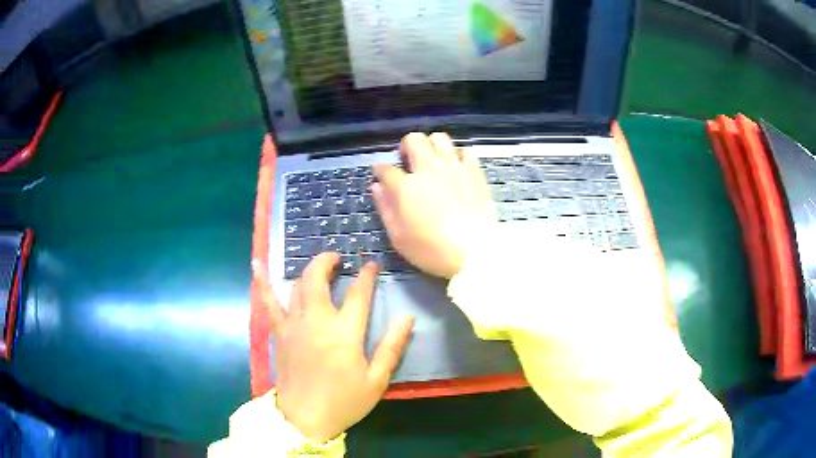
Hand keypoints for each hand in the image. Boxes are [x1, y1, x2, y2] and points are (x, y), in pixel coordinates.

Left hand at [256, 253, 413, 442]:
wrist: (304, 419)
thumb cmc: (344, 402)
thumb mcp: (376, 380)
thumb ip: (392, 347)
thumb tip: (408, 318)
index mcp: (344, 334)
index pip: (358, 295)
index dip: (366, 276)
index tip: (371, 264)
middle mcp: (317, 321)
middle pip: (318, 280)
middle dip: (328, 262)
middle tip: (338, 258)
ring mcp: (293, 325)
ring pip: (298, 286)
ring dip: (308, 270)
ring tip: (319, 266)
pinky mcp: (279, 333)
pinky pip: (268, 303)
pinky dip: (262, 282)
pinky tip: (257, 265)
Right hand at [372, 133, 496, 278]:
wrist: (476, 252)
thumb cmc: (432, 250)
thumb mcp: (399, 237)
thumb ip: (385, 208)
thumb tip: (377, 186)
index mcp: (406, 186)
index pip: (386, 169)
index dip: (380, 170)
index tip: (380, 174)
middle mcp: (428, 169)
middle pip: (414, 140)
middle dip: (406, 146)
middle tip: (408, 161)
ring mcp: (454, 167)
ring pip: (439, 138)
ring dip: (431, 145)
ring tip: (432, 161)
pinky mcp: (474, 171)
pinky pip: (464, 151)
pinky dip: (457, 155)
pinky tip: (456, 168)